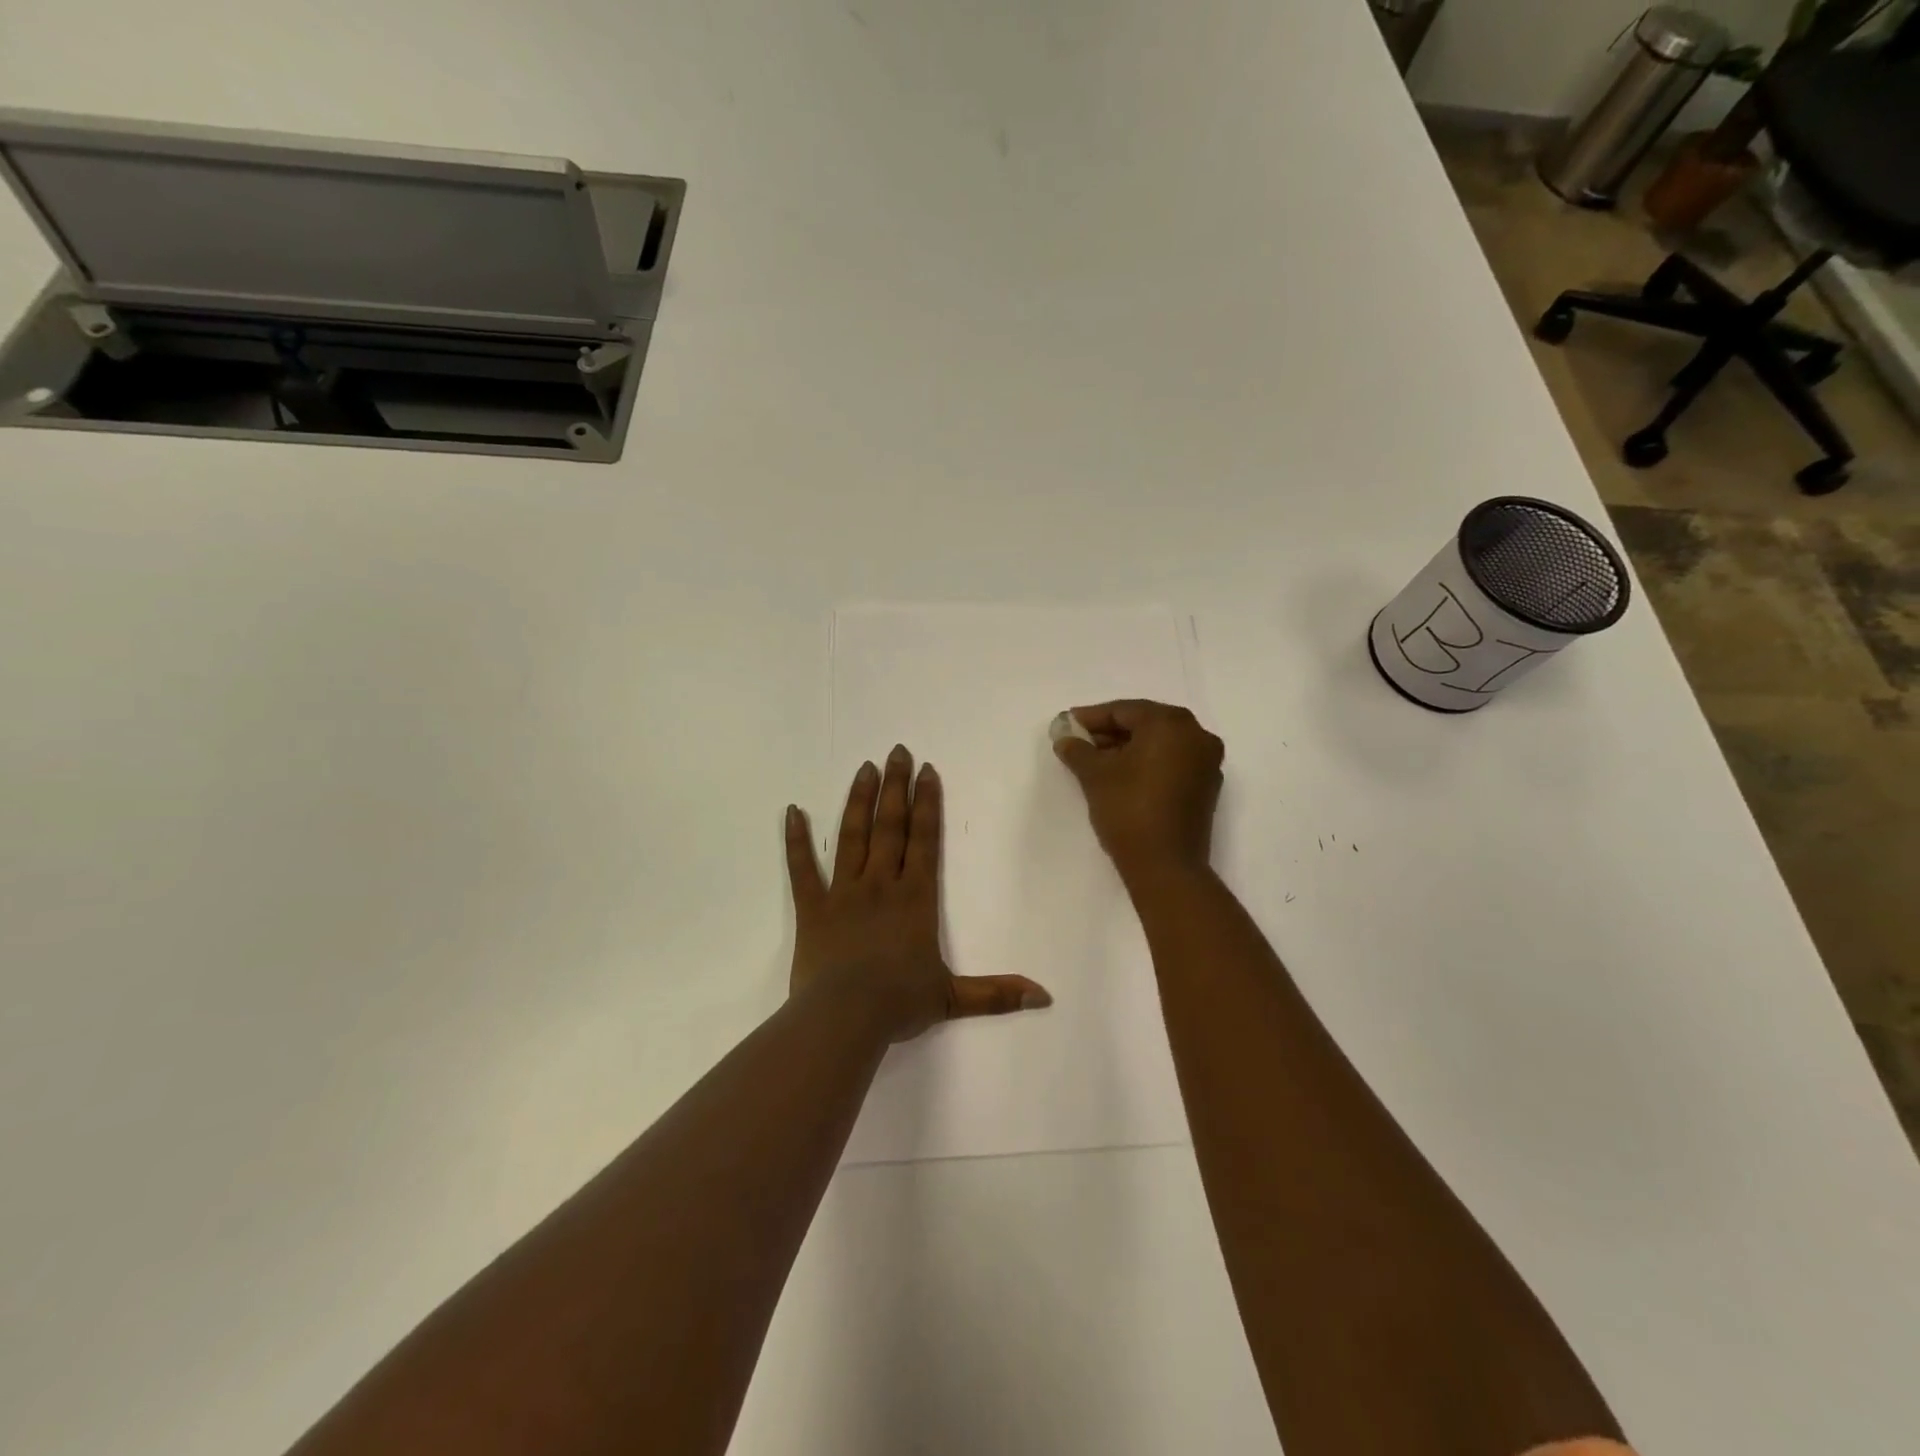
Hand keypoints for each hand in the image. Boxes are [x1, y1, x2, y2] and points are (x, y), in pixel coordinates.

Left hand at [785, 745, 1052, 1041]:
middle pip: (890, 826)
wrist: (845, 1017)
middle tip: (897, 751)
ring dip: (858, 800)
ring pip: (852, 836)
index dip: (927, 803)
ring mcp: (843, 892)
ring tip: (864, 768)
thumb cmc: (899, 1003)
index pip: (924, 839)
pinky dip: (796, 840)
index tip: (927, 771)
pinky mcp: (812, 908)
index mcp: (914, 897)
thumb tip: (1044, 998)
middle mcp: (880, 884)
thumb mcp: (953, 998)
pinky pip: (802, 868)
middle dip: (896, 787)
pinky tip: (791, 811)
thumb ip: (997, 994)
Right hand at [1052, 700, 1223, 883]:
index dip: (1092, 717)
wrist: (1165, 866)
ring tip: (1096, 761)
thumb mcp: (1095, 775)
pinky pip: (1172, 763)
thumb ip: (1078, 750)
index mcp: (1171, 724)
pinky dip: (1147, 764)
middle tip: (1079, 742)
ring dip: (1128, 748)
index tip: (1067, 724)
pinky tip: (1121, 776)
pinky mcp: (1206, 788)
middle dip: (1110, 732)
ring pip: (1160, 744)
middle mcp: (1196, 735)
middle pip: (1145, 724)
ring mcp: (1206, 762)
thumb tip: (1066, 739)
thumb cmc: (1128, 809)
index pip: (1125, 711)